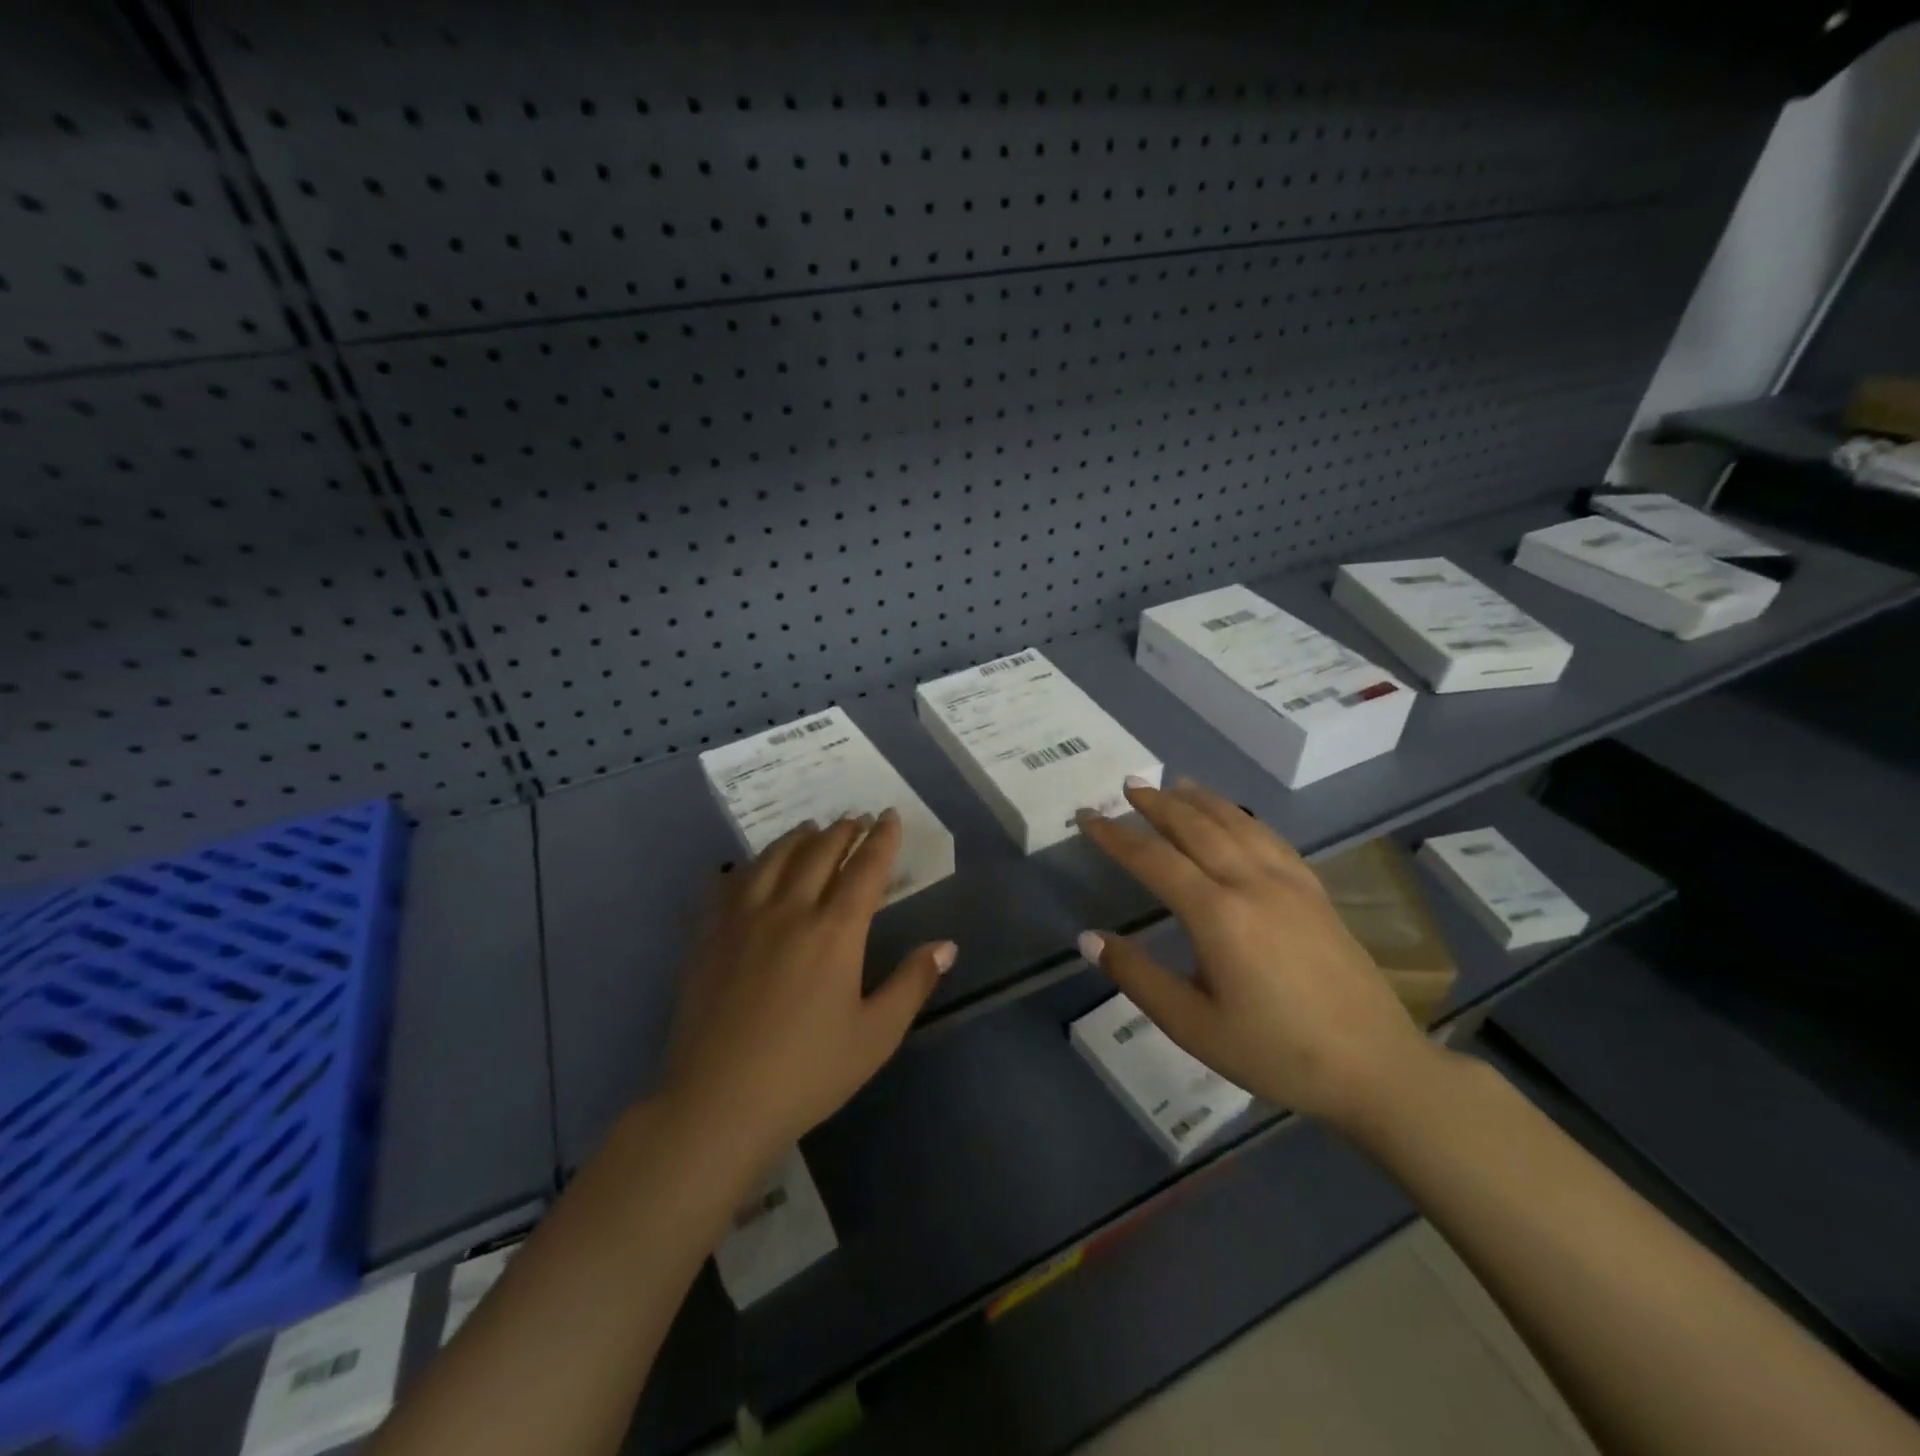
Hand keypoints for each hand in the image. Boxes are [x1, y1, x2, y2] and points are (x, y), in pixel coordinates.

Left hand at [661, 810, 956, 1163]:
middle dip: (842, 831)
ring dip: (797, 838)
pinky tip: (751, 868)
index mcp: (834, 931)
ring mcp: (742, 919)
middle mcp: (789, 910)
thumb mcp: (875, 1035)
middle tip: (855, 819)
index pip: (865, 868)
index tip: (888, 816)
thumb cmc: (807, 1072)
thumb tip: (946, 945)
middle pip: (819, 853)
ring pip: (772, 859)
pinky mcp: (708, 936)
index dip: (881, 839)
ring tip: (809, 829)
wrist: (718, 1102)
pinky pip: (729, 883)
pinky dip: (748, 865)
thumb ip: (912, 983)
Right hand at [1076, 778, 1438, 1129]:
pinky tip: (1236, 817)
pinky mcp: (1315, 891)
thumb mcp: (1194, 1026)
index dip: (1116, 836)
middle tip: (1129, 785)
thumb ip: (1138, 978)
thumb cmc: (1277, 1052)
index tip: (1087, 817)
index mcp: (1217, 914)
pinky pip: (1270, 837)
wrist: (1377, 1068)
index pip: (1154, 860)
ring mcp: (1289, 883)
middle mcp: (1252, 883)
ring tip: (1176, 785)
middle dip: (1158, 803)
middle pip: (1196, 827)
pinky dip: (1242, 816)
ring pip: (1237, 823)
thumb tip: (1089, 938)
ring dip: (1201, 800)